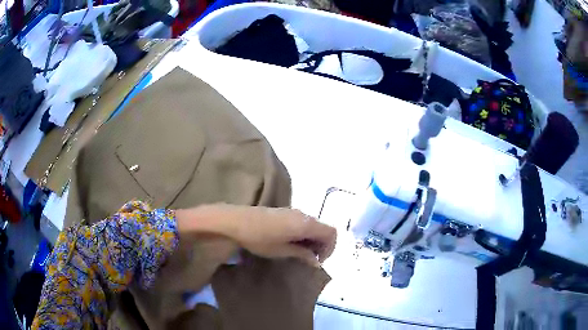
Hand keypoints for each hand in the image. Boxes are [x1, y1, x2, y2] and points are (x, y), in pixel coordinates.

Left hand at [223, 205, 336, 266]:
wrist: (236, 221)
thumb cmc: (259, 238)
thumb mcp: (281, 250)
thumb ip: (302, 254)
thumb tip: (316, 261)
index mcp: (306, 224)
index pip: (331, 233)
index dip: (330, 248)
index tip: (317, 261)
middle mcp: (303, 215)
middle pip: (323, 229)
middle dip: (321, 245)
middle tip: (309, 259)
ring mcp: (294, 212)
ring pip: (313, 226)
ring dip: (312, 240)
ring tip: (300, 253)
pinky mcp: (285, 213)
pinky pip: (303, 223)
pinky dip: (304, 234)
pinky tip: (290, 243)